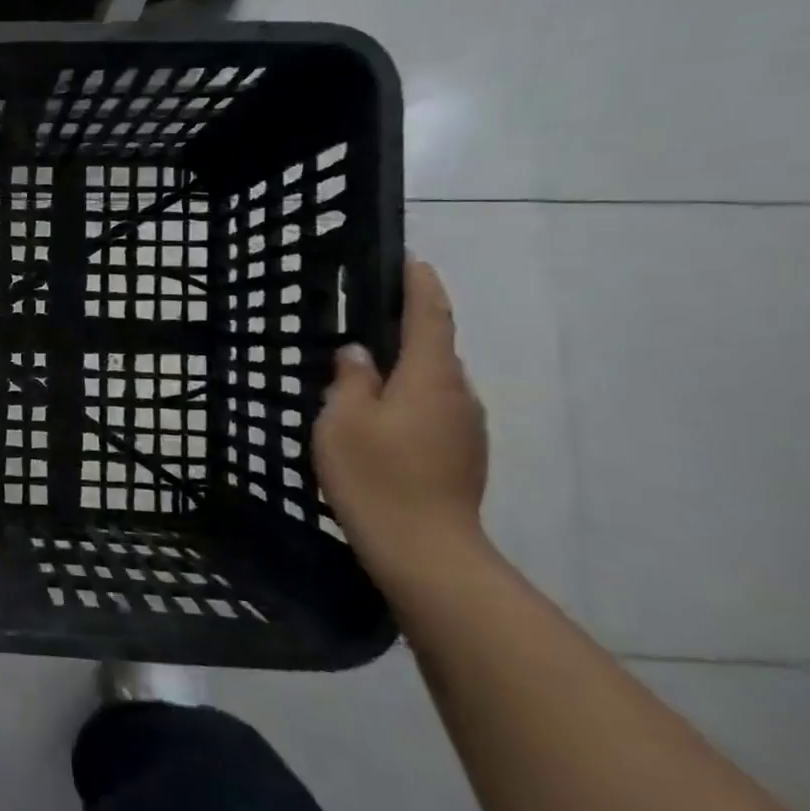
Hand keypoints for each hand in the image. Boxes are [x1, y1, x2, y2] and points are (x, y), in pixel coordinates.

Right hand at [313, 257, 488, 580]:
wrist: (425, 550)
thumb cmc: (376, 475)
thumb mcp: (342, 421)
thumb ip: (350, 379)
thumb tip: (358, 353)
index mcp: (429, 377)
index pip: (430, 317)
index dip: (420, 286)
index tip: (412, 260)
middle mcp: (458, 394)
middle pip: (434, 350)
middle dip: (407, 331)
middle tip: (366, 325)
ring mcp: (467, 428)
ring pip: (434, 384)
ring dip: (406, 372)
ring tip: (365, 378)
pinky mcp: (464, 456)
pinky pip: (435, 411)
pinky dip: (410, 402)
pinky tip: (380, 422)